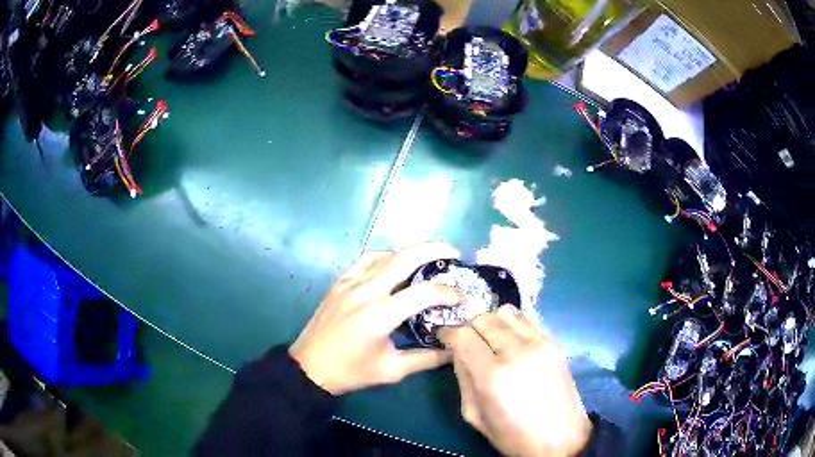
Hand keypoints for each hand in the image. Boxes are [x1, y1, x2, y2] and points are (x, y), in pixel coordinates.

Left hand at [289, 242, 462, 395]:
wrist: (310, 367)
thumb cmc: (351, 372)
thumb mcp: (392, 370)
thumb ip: (426, 358)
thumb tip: (454, 350)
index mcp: (379, 316)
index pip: (422, 293)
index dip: (447, 292)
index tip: (461, 298)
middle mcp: (365, 292)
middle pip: (405, 257)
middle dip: (434, 249)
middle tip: (455, 252)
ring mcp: (349, 283)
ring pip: (386, 253)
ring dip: (411, 250)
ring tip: (431, 256)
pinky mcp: (340, 281)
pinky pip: (367, 259)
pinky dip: (387, 256)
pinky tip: (396, 263)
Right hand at [439, 306, 591, 456]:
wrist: (561, 439)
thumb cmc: (513, 435)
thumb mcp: (475, 415)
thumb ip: (463, 378)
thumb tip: (457, 351)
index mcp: (492, 375)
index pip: (463, 335)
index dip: (448, 334)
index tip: (444, 339)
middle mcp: (517, 351)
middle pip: (483, 318)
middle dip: (469, 327)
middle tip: (467, 342)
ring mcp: (540, 343)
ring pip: (505, 312)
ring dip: (491, 322)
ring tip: (490, 340)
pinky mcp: (554, 342)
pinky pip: (527, 318)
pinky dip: (513, 323)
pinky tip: (511, 338)